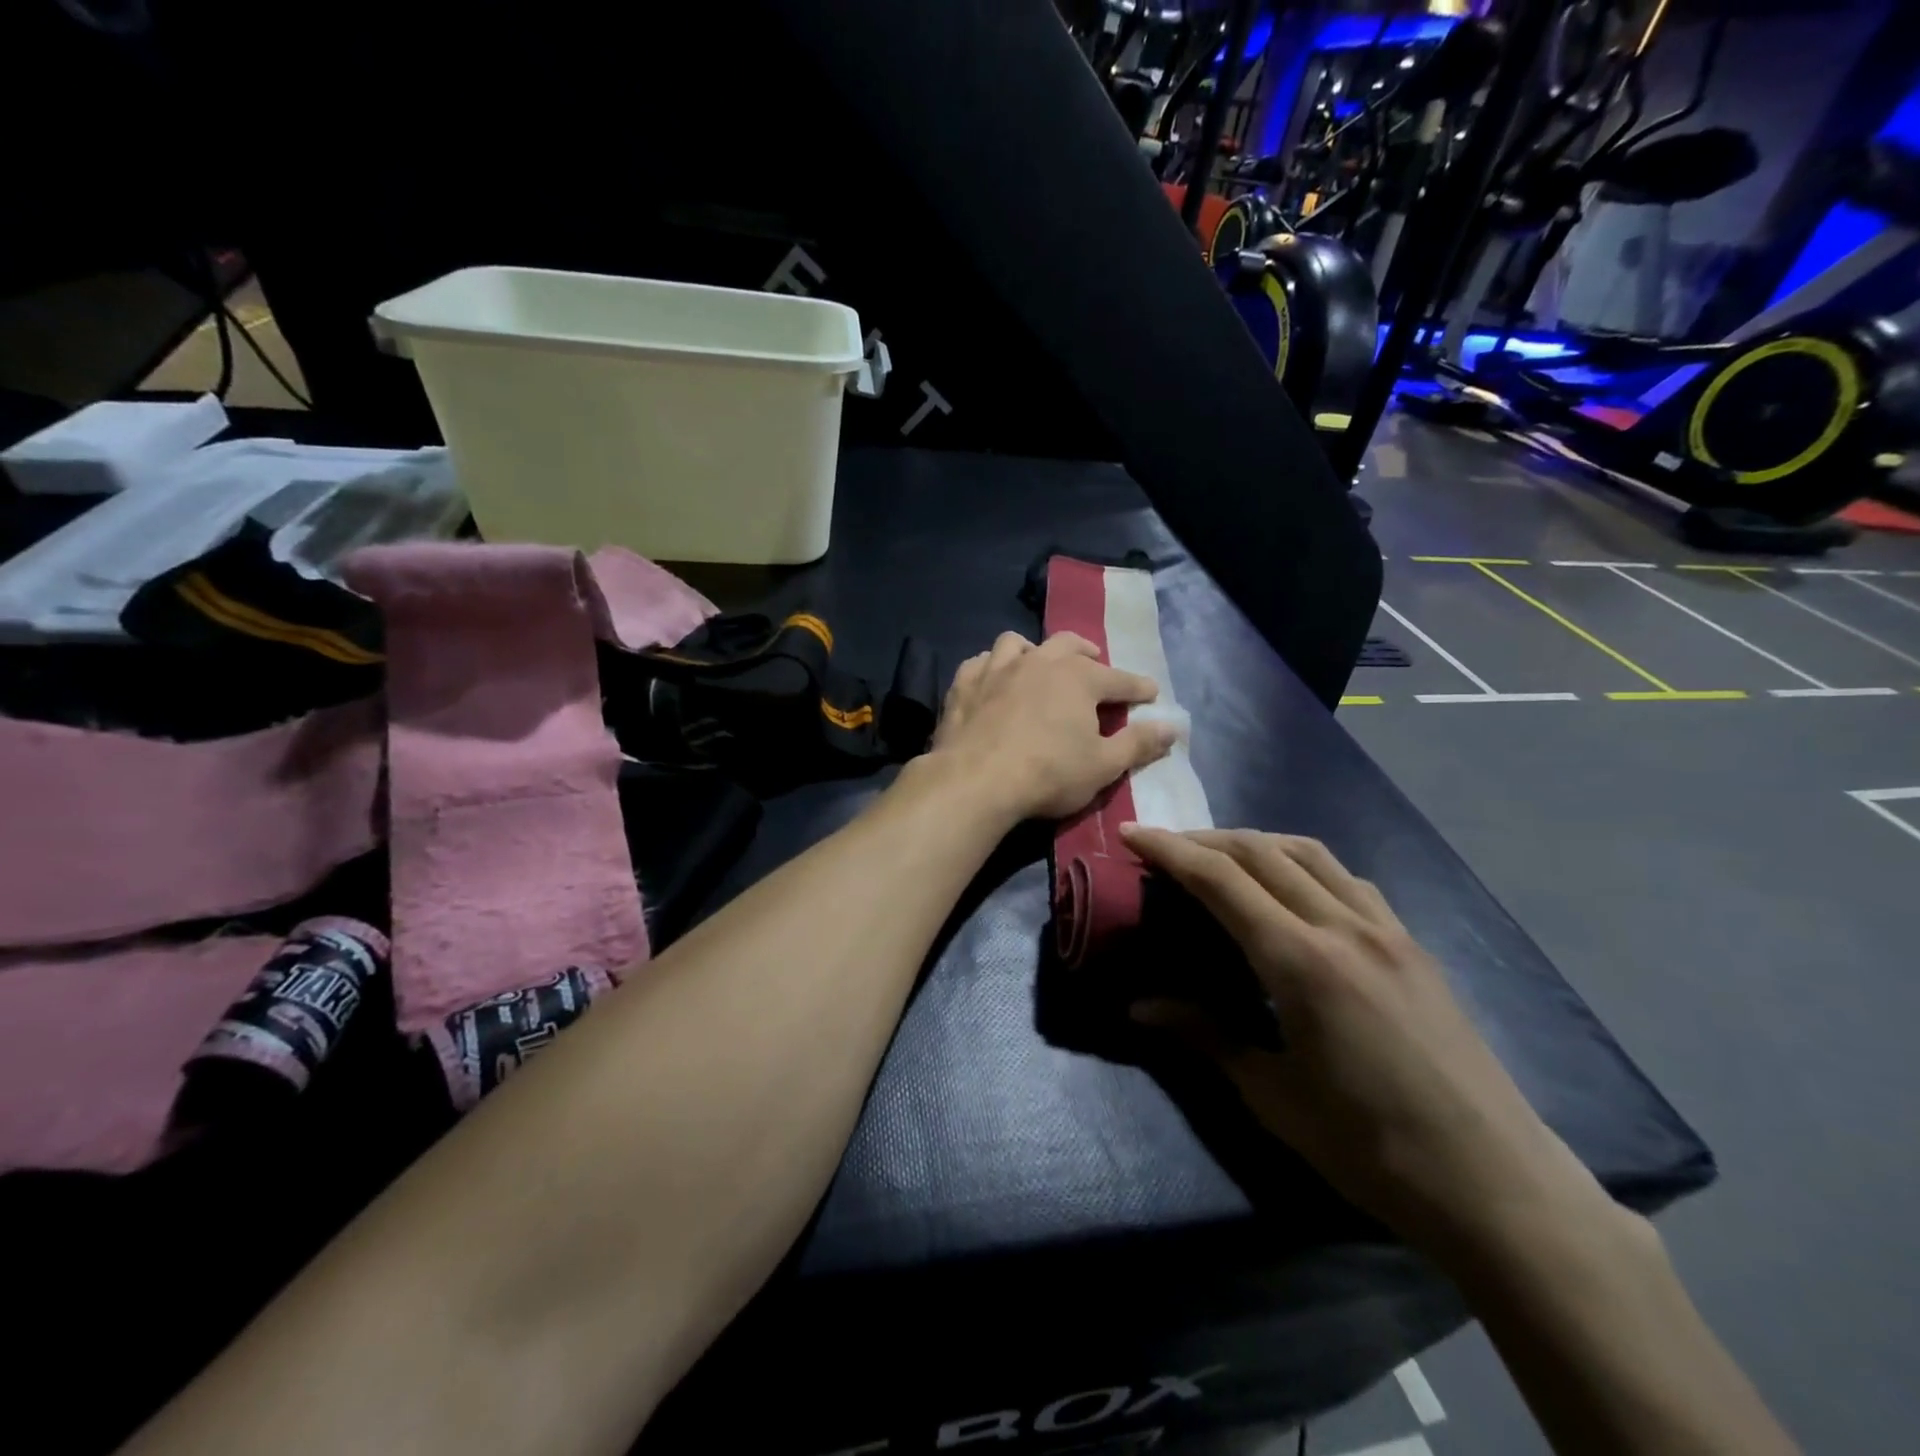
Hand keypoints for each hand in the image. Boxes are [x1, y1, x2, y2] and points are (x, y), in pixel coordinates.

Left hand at [929, 631, 1175, 822]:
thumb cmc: (1048, 774)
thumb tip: (1172, 727)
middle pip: (1068, 645)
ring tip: (1039, 664)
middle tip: (1094, 663)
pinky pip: (980, 662)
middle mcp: (1039, 662)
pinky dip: (991, 666)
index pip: (1118, 679)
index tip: (1150, 692)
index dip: (1137, 687)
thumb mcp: (1103, 766)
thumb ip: (1138, 744)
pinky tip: (993, 679)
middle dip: (1086, 653)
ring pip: (1018, 644)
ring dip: (1034, 651)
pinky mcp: (964, 684)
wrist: (975, 781)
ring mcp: (997, 669)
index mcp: (1078, 678)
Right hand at [1122, 827, 1615, 1261]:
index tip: (1132, 832)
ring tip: (1220, 854)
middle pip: (1261, 852)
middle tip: (1164, 845)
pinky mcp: (1412, 944)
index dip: (1170, 850)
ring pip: (1308, 853)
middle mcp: (1343, 927)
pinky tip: (1292, 886)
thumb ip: (1204, 1035)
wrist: (1495, 1183)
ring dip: (1254, 841)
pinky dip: (1303, 863)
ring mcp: (1385, 930)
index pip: (1220, 880)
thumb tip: (1139, 1006)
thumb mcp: (1272, 1095)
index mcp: (1300, 962)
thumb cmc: (1370, 1147)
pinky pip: (1347, 879)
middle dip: (1204, 839)